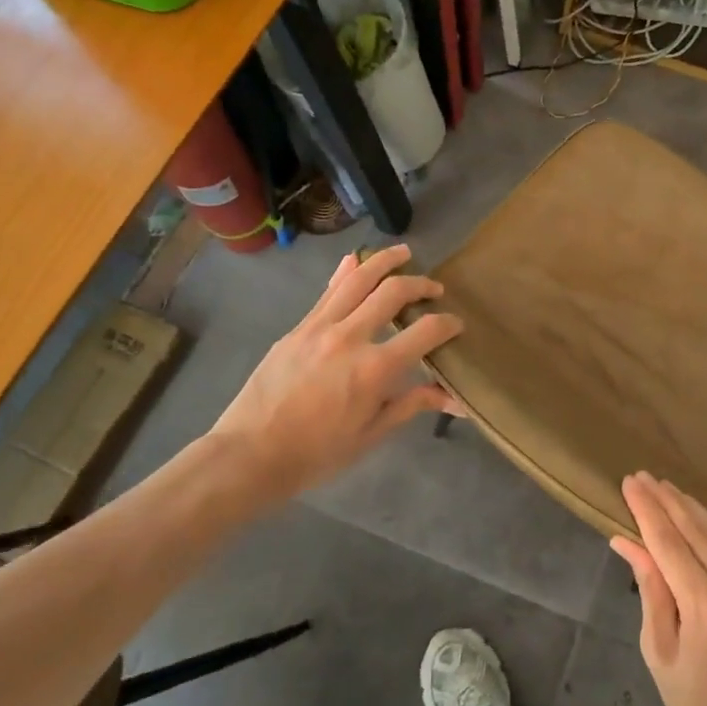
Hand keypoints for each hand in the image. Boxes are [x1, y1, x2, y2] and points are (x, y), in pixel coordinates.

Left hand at [208, 245, 462, 507]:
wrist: (249, 454)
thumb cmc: (317, 454)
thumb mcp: (371, 434)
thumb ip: (413, 405)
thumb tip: (457, 400)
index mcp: (375, 368)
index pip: (425, 331)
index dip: (448, 324)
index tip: (457, 325)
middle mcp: (350, 336)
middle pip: (393, 292)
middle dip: (421, 284)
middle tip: (434, 288)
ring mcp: (319, 327)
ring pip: (357, 279)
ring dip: (384, 261)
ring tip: (403, 252)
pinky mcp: (297, 328)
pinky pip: (327, 292)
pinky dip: (345, 272)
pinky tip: (355, 260)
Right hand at [611, 473, 706, 705]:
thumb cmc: (694, 705)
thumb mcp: (659, 649)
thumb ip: (650, 587)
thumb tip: (627, 538)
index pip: (672, 546)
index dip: (649, 511)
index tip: (631, 482)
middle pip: (702, 534)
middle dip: (670, 502)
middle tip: (646, 477)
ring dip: (698, 511)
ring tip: (671, 491)